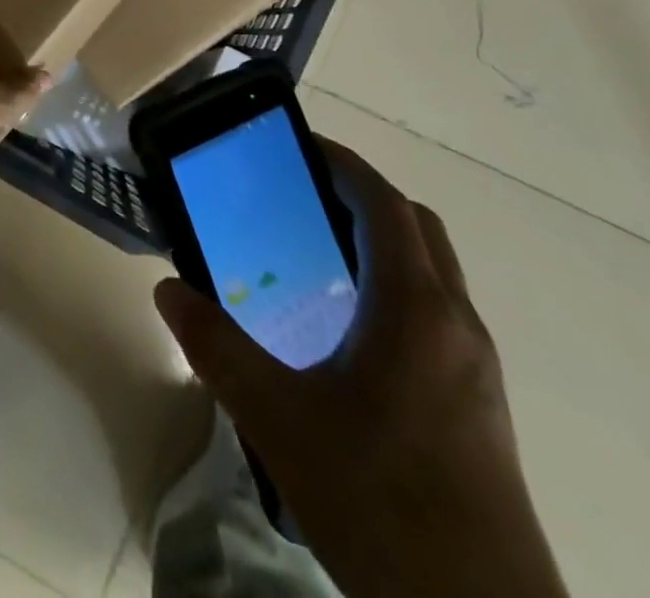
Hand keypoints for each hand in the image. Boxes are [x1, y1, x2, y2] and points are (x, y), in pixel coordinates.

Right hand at [154, 140, 566, 597]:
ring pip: (433, 271)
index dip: (344, 164)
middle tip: (303, 197)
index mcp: (415, 307)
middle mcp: (456, 322)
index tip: (299, 147)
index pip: (385, 203)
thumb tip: (168, 291)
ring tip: (318, 257)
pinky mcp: (481, 405)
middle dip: (363, 196)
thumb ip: (217, 348)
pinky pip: (438, 313)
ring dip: (383, 243)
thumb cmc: (379, 502)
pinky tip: (350, 336)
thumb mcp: (277, 420)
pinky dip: (397, 289)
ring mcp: (477, 366)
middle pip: (416, 227)